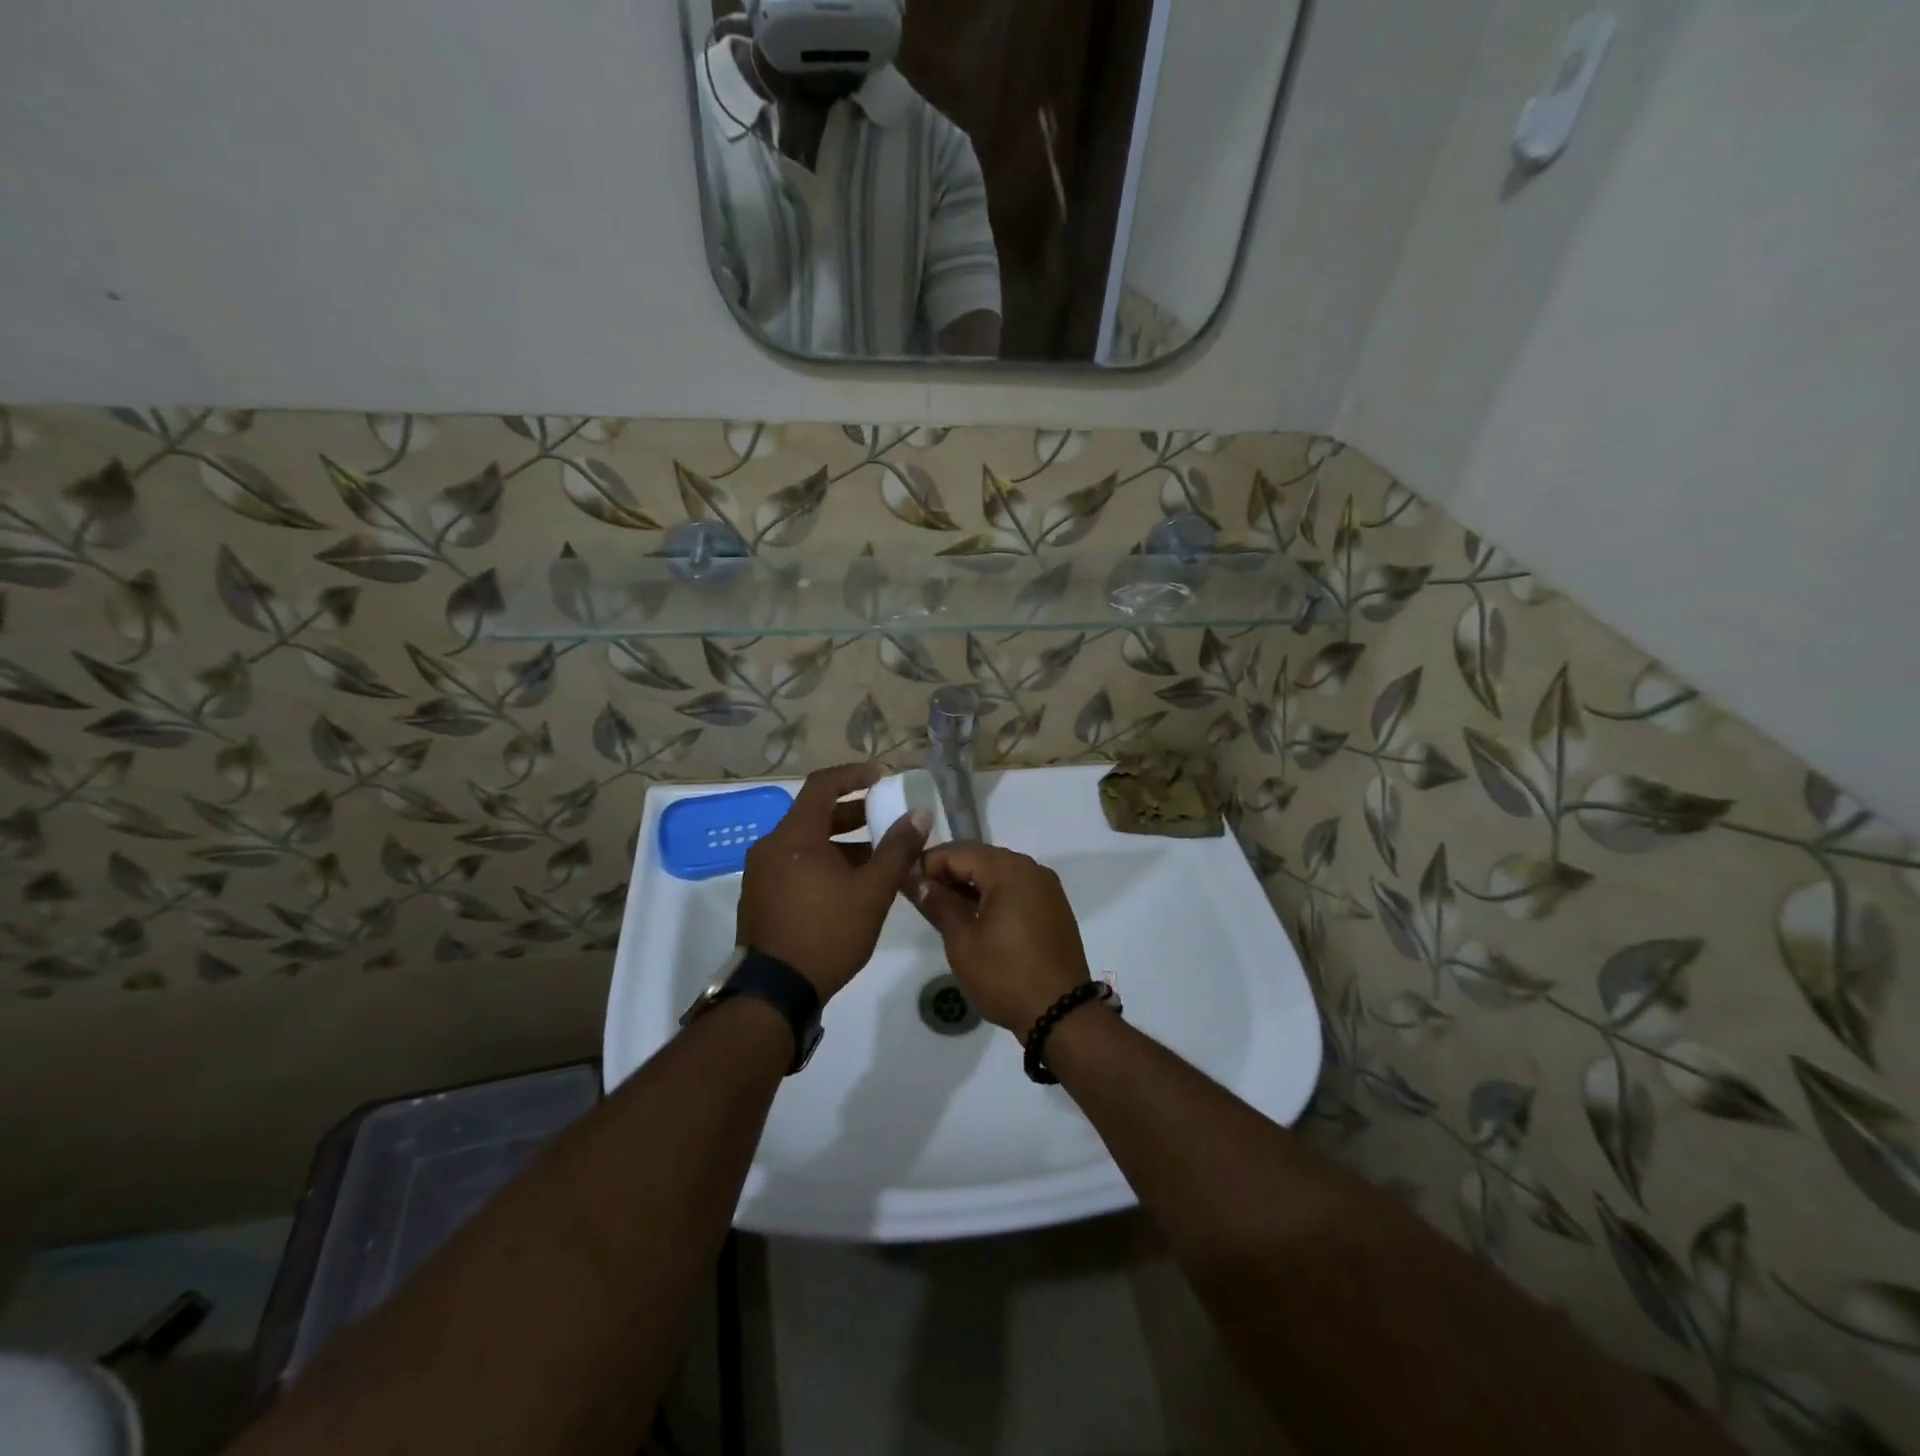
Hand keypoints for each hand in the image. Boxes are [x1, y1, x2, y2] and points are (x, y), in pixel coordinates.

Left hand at [738, 763, 929, 1001]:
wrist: (775, 992)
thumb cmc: (828, 933)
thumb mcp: (872, 891)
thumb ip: (898, 849)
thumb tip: (920, 814)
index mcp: (795, 836)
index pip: (823, 784)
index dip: (854, 775)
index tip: (882, 778)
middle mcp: (771, 846)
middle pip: (814, 813)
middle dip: (853, 812)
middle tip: (885, 818)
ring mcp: (760, 872)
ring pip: (805, 842)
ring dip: (840, 842)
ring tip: (875, 858)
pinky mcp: (759, 896)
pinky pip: (794, 863)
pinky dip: (821, 861)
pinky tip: (847, 885)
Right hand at [907, 844, 1091, 1032]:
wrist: (1061, 1014)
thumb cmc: (1005, 975)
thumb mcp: (962, 941)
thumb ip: (937, 903)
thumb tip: (912, 878)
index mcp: (1009, 870)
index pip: (957, 852)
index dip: (927, 863)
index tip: (903, 881)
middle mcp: (1032, 869)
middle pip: (980, 858)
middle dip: (948, 873)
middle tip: (919, 896)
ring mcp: (1046, 888)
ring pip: (998, 874)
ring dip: (969, 886)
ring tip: (941, 908)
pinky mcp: (1053, 907)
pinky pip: (1016, 889)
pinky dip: (992, 896)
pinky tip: (973, 917)